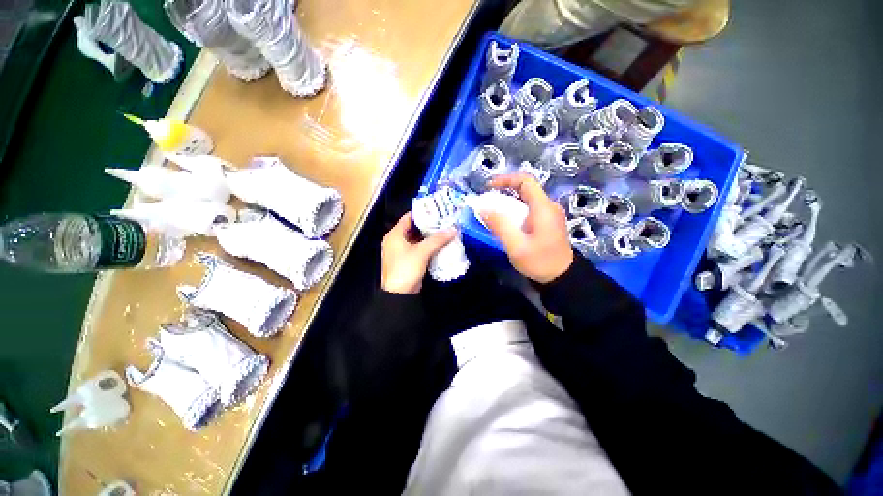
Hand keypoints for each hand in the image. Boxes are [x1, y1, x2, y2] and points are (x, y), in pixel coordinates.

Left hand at [381, 212, 457, 294]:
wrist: (399, 294)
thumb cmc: (406, 269)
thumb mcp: (422, 252)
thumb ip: (437, 239)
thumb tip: (453, 229)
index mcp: (395, 235)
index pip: (408, 218)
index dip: (421, 213)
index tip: (436, 210)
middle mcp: (396, 241)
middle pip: (413, 228)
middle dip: (428, 225)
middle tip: (443, 220)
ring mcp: (402, 252)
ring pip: (417, 239)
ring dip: (429, 236)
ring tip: (444, 230)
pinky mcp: (408, 260)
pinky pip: (419, 249)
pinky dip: (428, 246)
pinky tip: (440, 244)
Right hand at [479, 173, 573, 283]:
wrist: (563, 278)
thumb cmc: (540, 262)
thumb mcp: (516, 246)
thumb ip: (499, 226)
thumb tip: (482, 208)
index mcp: (543, 208)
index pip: (525, 181)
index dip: (505, 179)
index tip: (488, 187)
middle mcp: (549, 206)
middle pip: (526, 189)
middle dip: (504, 191)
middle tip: (487, 201)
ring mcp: (550, 214)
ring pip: (527, 199)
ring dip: (509, 202)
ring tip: (493, 211)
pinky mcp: (548, 222)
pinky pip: (530, 209)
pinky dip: (515, 210)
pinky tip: (506, 221)